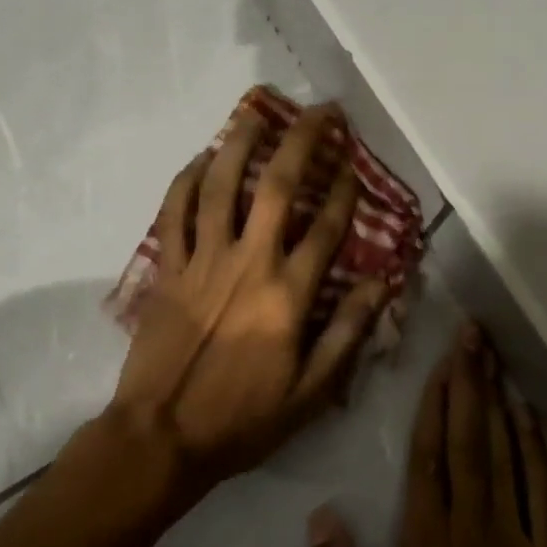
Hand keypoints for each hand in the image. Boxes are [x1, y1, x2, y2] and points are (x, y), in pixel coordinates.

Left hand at [109, 103, 388, 498]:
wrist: (162, 435)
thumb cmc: (242, 419)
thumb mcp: (311, 392)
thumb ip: (349, 333)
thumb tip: (384, 283)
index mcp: (287, 294)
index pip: (327, 227)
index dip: (346, 190)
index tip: (354, 164)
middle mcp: (247, 263)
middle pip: (279, 187)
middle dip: (303, 141)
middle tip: (320, 111)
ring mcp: (201, 260)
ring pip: (221, 186)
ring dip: (240, 143)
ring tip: (257, 112)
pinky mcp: (166, 268)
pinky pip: (174, 213)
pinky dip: (185, 181)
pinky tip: (200, 159)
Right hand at [308, 324, 546, 546]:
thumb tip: (322, 518)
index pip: (428, 459)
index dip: (433, 404)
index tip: (439, 362)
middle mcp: (473, 532)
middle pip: (468, 442)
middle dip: (468, 383)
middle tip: (471, 335)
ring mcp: (517, 546)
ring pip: (505, 457)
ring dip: (498, 403)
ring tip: (494, 358)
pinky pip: (543, 496)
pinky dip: (536, 452)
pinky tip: (529, 419)